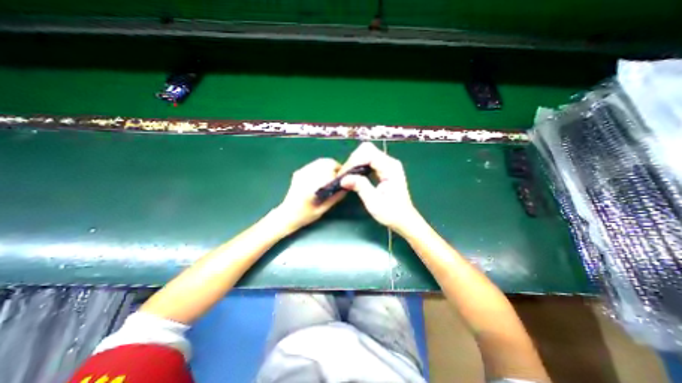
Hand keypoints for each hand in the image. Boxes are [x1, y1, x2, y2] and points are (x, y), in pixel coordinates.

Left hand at [274, 159, 346, 232]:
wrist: (287, 214)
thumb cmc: (306, 215)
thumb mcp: (323, 209)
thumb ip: (336, 197)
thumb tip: (347, 186)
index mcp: (312, 186)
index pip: (330, 171)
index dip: (339, 173)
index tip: (344, 178)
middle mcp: (306, 176)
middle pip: (326, 162)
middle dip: (335, 167)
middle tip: (338, 177)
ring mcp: (301, 172)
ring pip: (320, 161)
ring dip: (329, 166)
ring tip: (331, 176)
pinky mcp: (299, 172)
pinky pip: (314, 165)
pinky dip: (321, 167)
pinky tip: (321, 177)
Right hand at [340, 141, 421, 232]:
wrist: (404, 219)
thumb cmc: (391, 212)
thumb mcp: (374, 201)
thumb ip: (360, 187)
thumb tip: (343, 179)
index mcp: (390, 168)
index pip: (368, 153)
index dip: (353, 161)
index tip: (344, 175)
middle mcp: (390, 162)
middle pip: (367, 149)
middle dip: (353, 160)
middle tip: (345, 176)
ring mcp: (388, 165)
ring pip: (367, 154)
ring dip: (355, 163)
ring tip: (347, 176)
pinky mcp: (385, 169)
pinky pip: (369, 161)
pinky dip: (359, 166)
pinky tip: (355, 176)